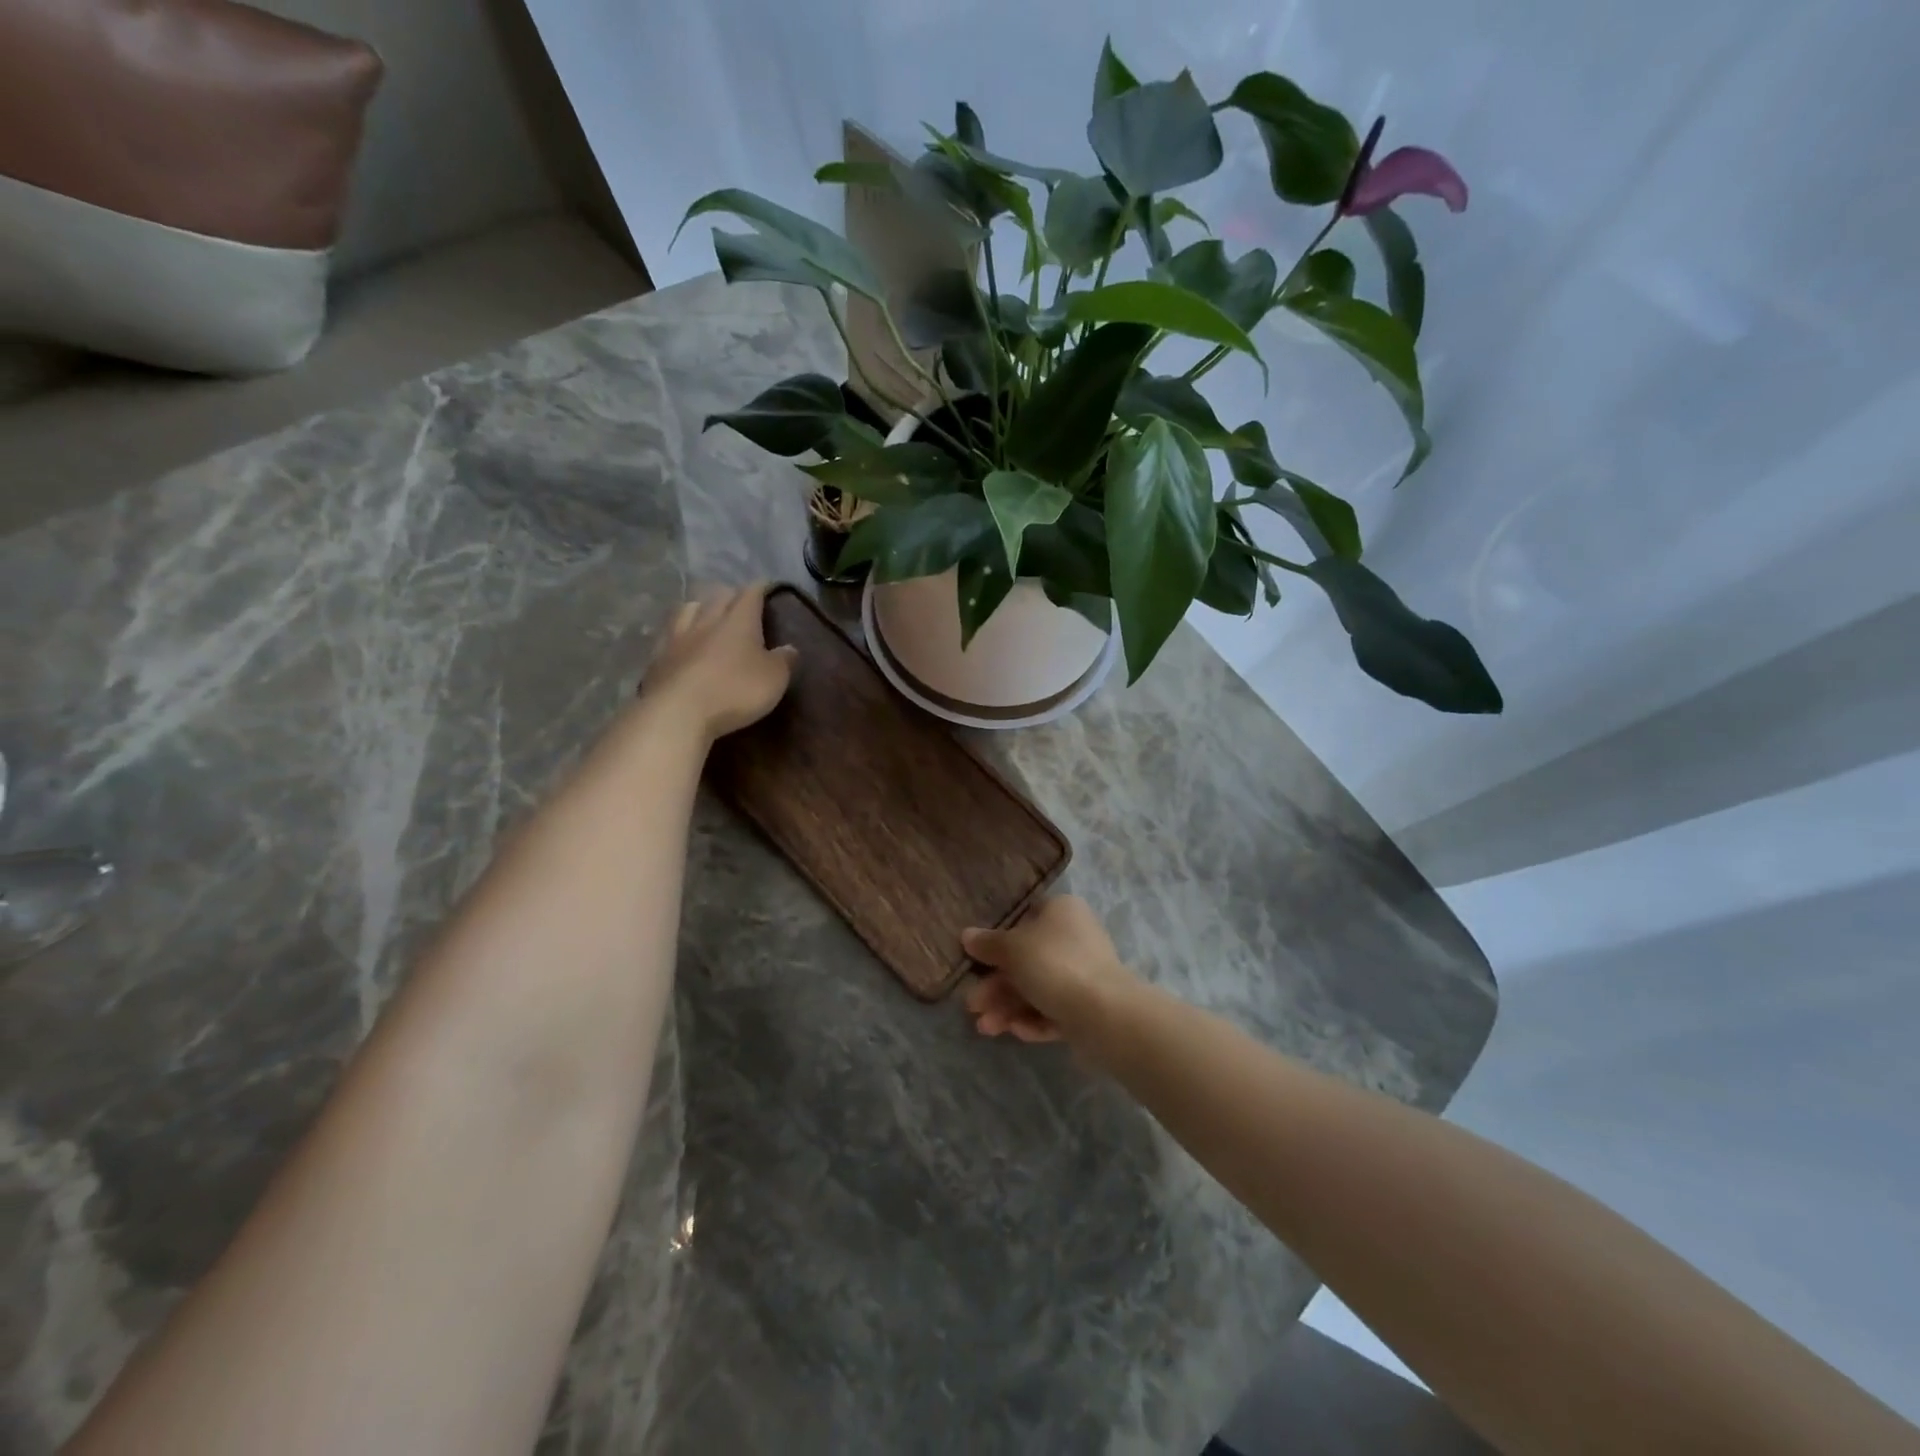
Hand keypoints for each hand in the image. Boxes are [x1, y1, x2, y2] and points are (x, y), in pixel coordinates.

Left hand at [640, 583, 797, 740]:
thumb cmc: (734, 691)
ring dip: (700, 607)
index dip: (760, 588)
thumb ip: (784, 661)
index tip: (767, 587)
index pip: (750, 593)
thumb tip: (790, 648)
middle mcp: (707, 620)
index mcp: (738, 621)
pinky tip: (680, 640)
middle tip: (739, 601)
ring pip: (688, 609)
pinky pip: (668, 633)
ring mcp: (677, 637)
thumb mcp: (774, 679)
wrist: (677, 712)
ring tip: (706, 614)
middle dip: (730, 594)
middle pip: (718, 596)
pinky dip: (678, 631)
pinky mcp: (657, 657)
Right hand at [962, 896, 1137, 1045]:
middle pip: (1026, 959)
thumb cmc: (1054, 964)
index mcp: (1061, 911)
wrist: (1105, 1014)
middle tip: (972, 1005)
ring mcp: (1083, 974)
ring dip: (1007, 1007)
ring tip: (985, 1028)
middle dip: (996, 985)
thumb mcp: (1012, 948)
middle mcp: (1074, 938)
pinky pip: (1053, 1010)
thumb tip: (967, 935)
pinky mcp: (1088, 1007)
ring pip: (1037, 988)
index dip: (998, 937)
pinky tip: (1015, 1032)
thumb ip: (988, 943)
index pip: (1025, 917)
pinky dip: (1032, 1020)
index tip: (975, 958)